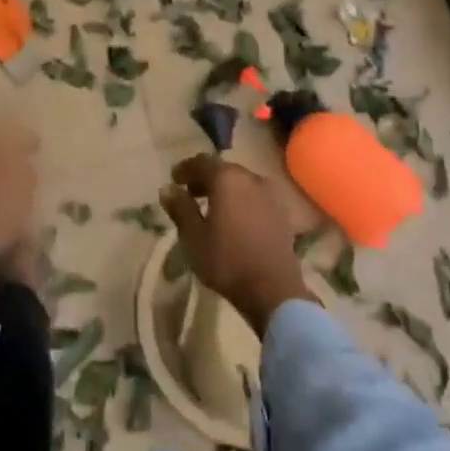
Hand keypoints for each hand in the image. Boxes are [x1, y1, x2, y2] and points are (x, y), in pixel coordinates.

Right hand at [161, 155, 312, 336]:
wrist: (273, 288)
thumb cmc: (226, 260)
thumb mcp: (193, 236)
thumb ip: (180, 208)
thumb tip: (167, 188)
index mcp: (227, 178)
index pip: (202, 161)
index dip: (185, 168)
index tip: (174, 179)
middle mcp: (251, 178)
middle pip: (224, 170)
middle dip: (205, 179)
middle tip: (190, 194)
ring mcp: (270, 194)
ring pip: (241, 183)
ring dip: (224, 190)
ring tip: (211, 209)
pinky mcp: (282, 212)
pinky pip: (255, 197)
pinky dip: (241, 201)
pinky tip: (234, 220)